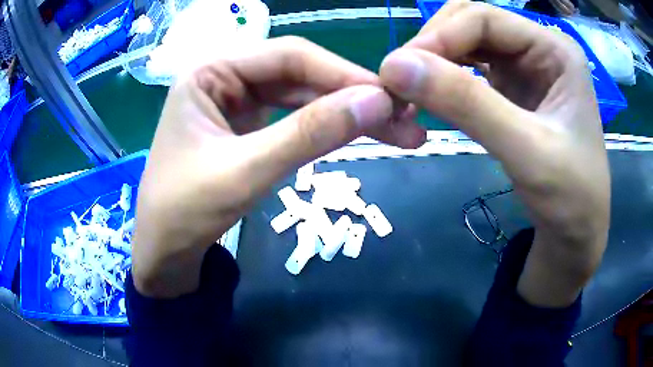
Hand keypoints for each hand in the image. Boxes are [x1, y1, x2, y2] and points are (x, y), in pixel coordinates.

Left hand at [132, 36, 425, 297]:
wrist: (163, 254)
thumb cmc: (183, 214)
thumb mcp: (245, 172)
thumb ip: (310, 134)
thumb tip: (378, 103)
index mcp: (211, 71)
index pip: (290, 57)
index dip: (344, 74)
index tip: (392, 99)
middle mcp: (225, 77)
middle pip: (301, 75)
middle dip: (353, 97)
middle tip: (407, 120)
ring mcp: (237, 102)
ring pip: (302, 97)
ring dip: (347, 114)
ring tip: (398, 132)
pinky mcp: (246, 128)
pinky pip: (293, 119)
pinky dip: (326, 128)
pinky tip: (358, 134)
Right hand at [379, 0, 609, 306]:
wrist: (575, 232)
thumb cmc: (569, 197)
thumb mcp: (527, 152)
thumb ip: (467, 104)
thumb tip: (393, 66)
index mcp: (555, 49)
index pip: (484, 18)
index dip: (439, 36)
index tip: (399, 71)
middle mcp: (538, 48)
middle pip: (471, 23)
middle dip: (433, 45)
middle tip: (403, 82)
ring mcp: (525, 67)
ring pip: (466, 44)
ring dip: (434, 61)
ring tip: (410, 91)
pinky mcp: (512, 89)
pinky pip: (469, 68)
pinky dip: (445, 78)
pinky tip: (433, 97)